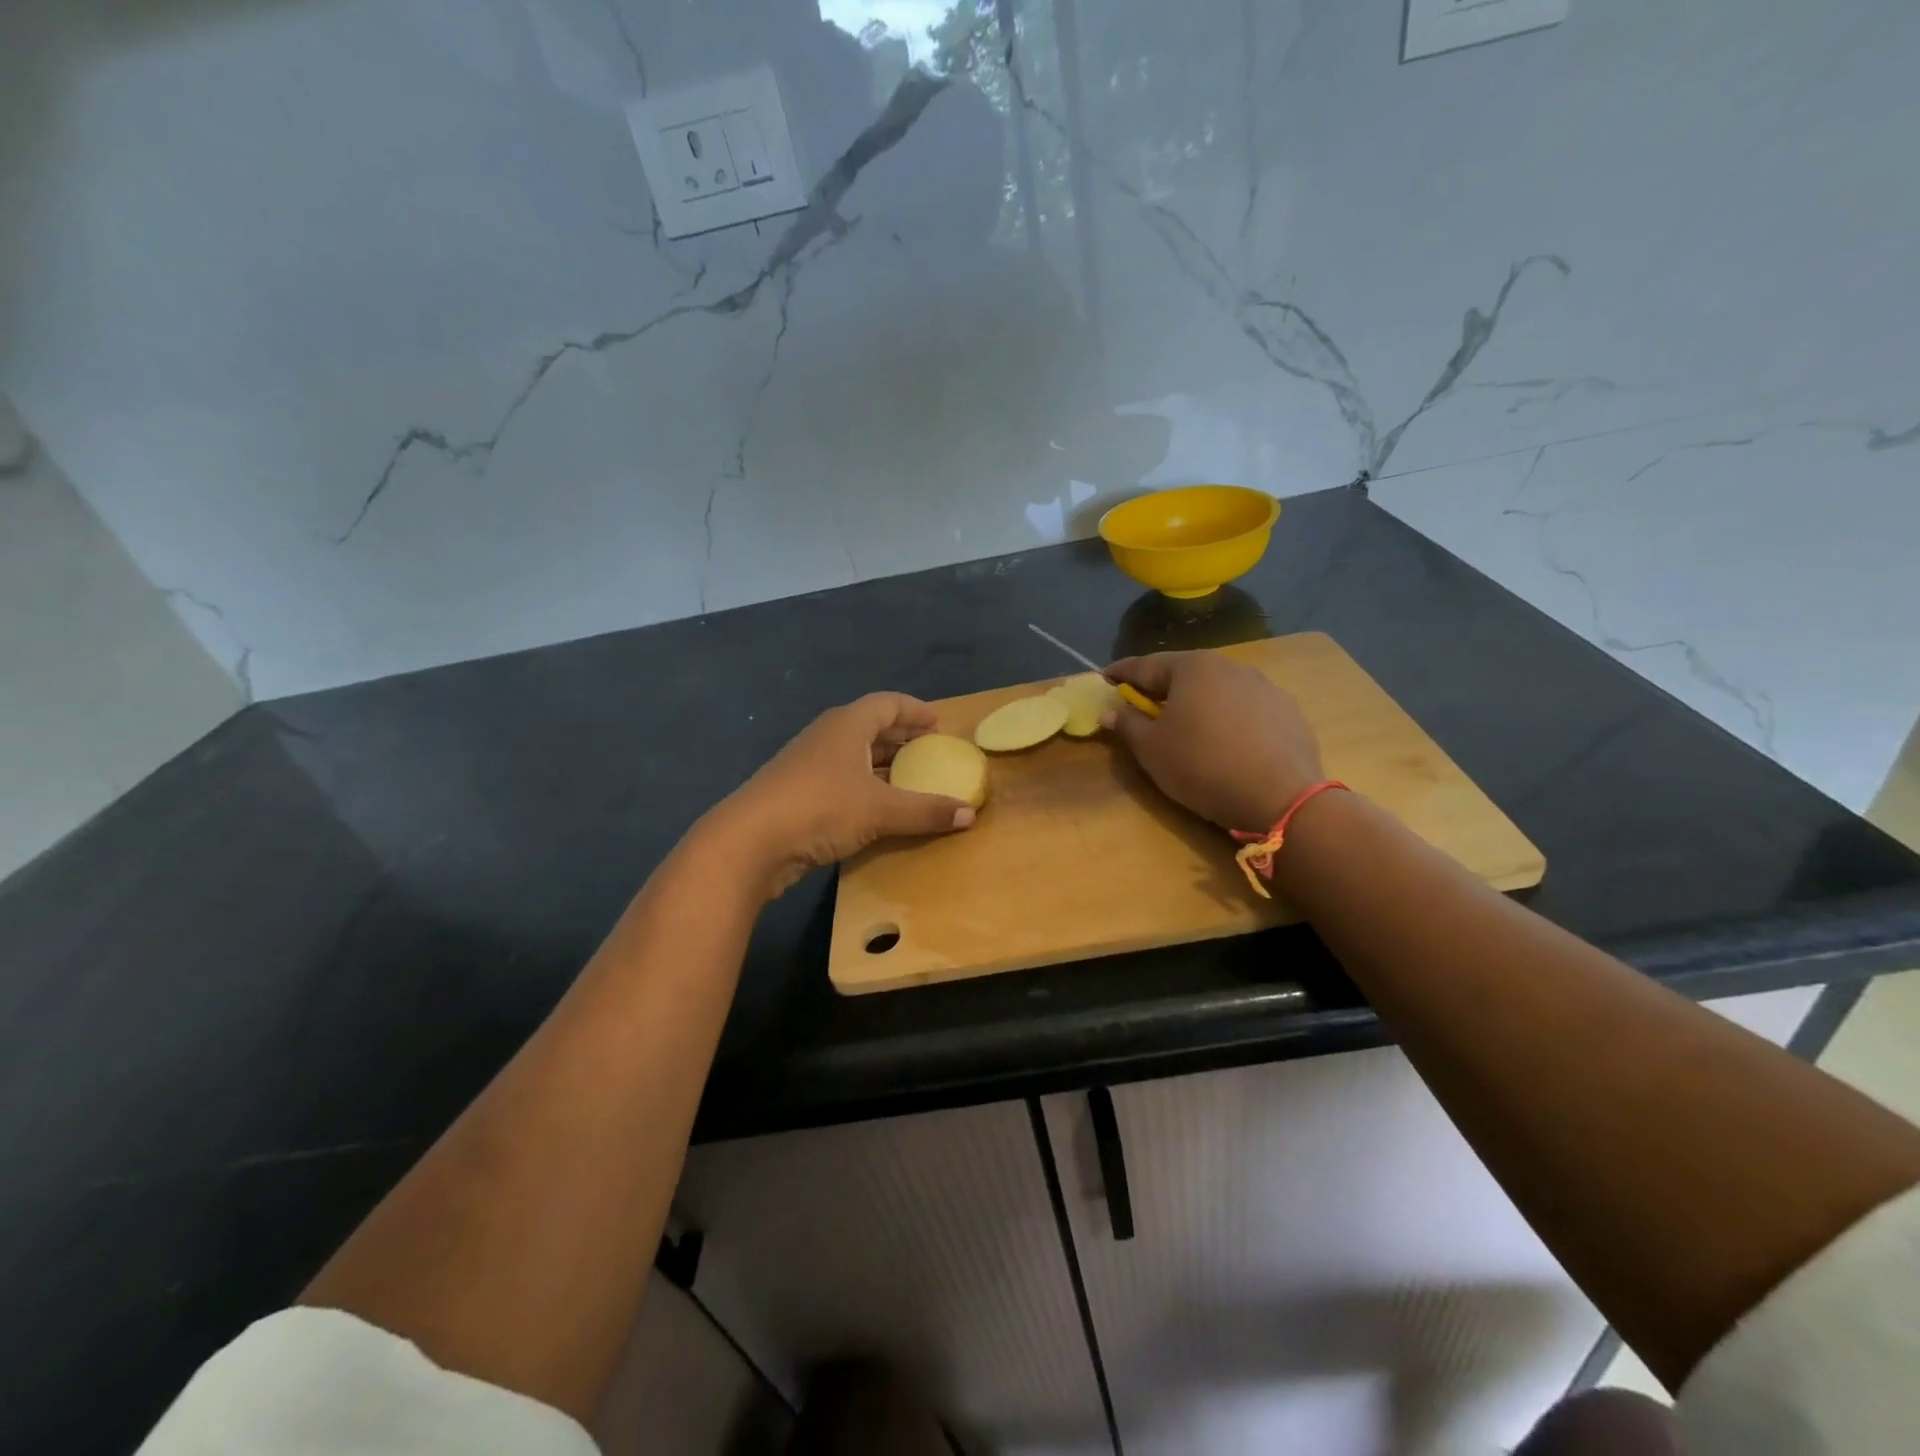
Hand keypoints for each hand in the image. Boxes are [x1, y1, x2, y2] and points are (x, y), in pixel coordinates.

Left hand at [704, 693, 973, 897]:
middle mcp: (827, 737)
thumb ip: (926, 810)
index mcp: (847, 725)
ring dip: (881, 765)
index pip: (887, 704)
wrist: (750, 841)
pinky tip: (876, 808)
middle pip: (869, 728)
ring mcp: (807, 765)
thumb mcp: (881, 810)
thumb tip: (969, 814)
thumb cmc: (821, 808)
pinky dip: (864, 787)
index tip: (937, 723)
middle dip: (900, 738)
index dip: (914, 710)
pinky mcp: (797, 793)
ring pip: (853, 756)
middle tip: (928, 750)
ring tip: (909, 779)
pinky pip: (840, 780)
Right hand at [1104, 652, 1324, 832]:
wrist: (1281, 797)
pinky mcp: (1288, 712)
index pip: (1145, 665)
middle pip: (1185, 674)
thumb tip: (1111, 710)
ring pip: (1218, 691)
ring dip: (1198, 703)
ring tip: (1188, 725)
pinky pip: (1246, 710)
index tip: (1104, 677)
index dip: (1121, 673)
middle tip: (1143, 704)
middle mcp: (1230, 667)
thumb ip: (1127, 724)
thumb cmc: (1202, 766)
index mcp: (1193, 668)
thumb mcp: (1151, 749)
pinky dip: (1228, 719)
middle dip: (1162, 687)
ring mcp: (1265, 687)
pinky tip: (1226, 742)